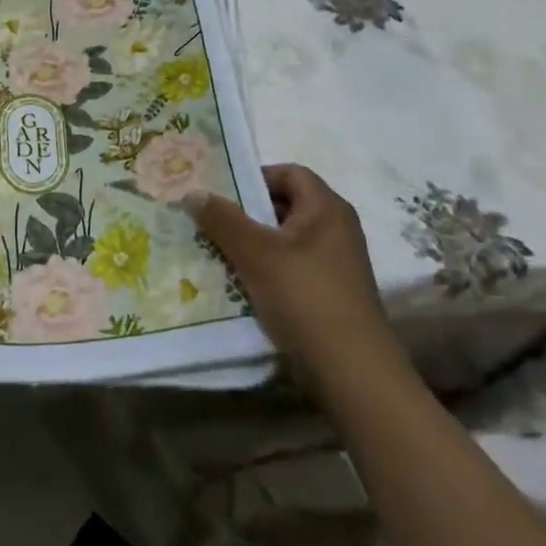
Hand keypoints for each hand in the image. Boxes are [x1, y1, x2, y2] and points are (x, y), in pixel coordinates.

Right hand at [183, 163, 398, 380]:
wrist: (353, 372)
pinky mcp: (332, 294)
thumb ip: (222, 219)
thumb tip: (193, 192)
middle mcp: (337, 229)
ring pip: (286, 240)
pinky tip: (242, 285)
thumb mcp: (255, 253)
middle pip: (285, 206)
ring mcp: (337, 264)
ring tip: (219, 253)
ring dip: (254, 244)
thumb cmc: (305, 297)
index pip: (288, 173)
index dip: (254, 177)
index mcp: (327, 208)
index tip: (222, 194)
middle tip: (212, 221)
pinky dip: (267, 270)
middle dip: (247, 213)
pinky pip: (293, 268)